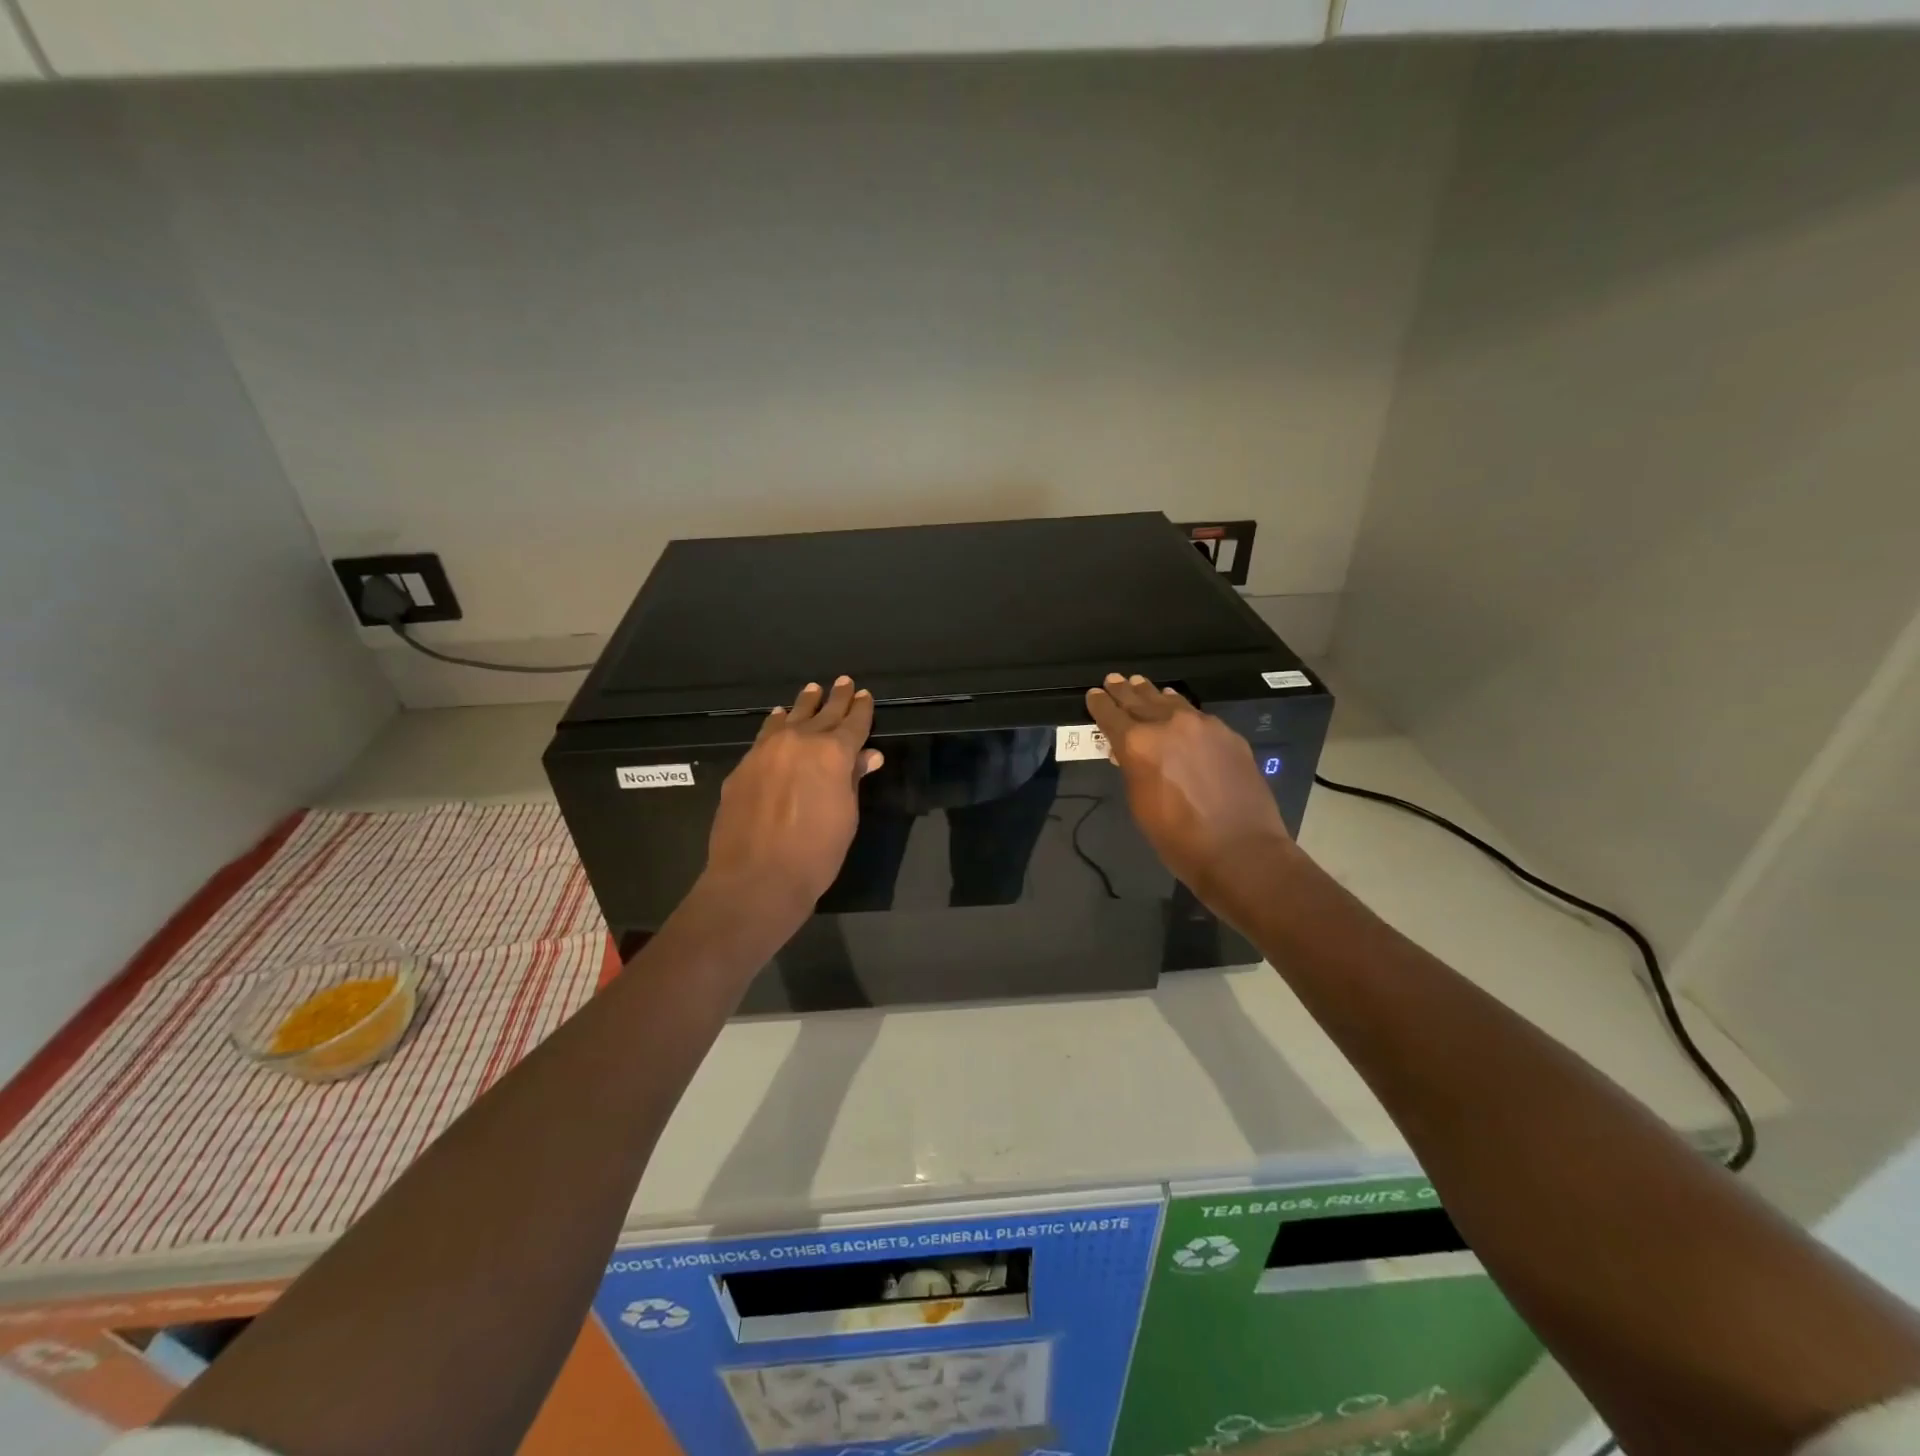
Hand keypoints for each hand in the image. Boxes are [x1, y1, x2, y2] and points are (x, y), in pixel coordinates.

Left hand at [703, 676, 883, 917]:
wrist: (756, 877)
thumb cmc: (815, 853)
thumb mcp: (846, 817)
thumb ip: (853, 780)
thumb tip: (867, 755)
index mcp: (834, 753)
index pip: (853, 723)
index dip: (862, 709)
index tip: (865, 695)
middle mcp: (800, 741)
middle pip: (823, 713)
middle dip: (836, 698)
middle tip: (844, 682)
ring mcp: (767, 751)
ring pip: (790, 717)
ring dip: (804, 704)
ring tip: (812, 690)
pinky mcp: (743, 766)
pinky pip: (765, 734)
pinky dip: (776, 723)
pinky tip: (778, 719)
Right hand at [1086, 673, 1292, 903]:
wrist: (1239, 849)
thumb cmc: (1177, 837)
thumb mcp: (1140, 804)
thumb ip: (1133, 770)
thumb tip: (1130, 753)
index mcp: (1138, 744)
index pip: (1111, 715)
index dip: (1099, 705)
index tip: (1093, 695)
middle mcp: (1168, 724)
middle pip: (1139, 700)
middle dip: (1123, 691)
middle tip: (1113, 680)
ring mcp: (1202, 725)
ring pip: (1170, 702)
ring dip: (1151, 694)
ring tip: (1140, 685)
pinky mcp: (1227, 734)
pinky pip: (1196, 714)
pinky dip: (1180, 708)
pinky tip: (1177, 707)